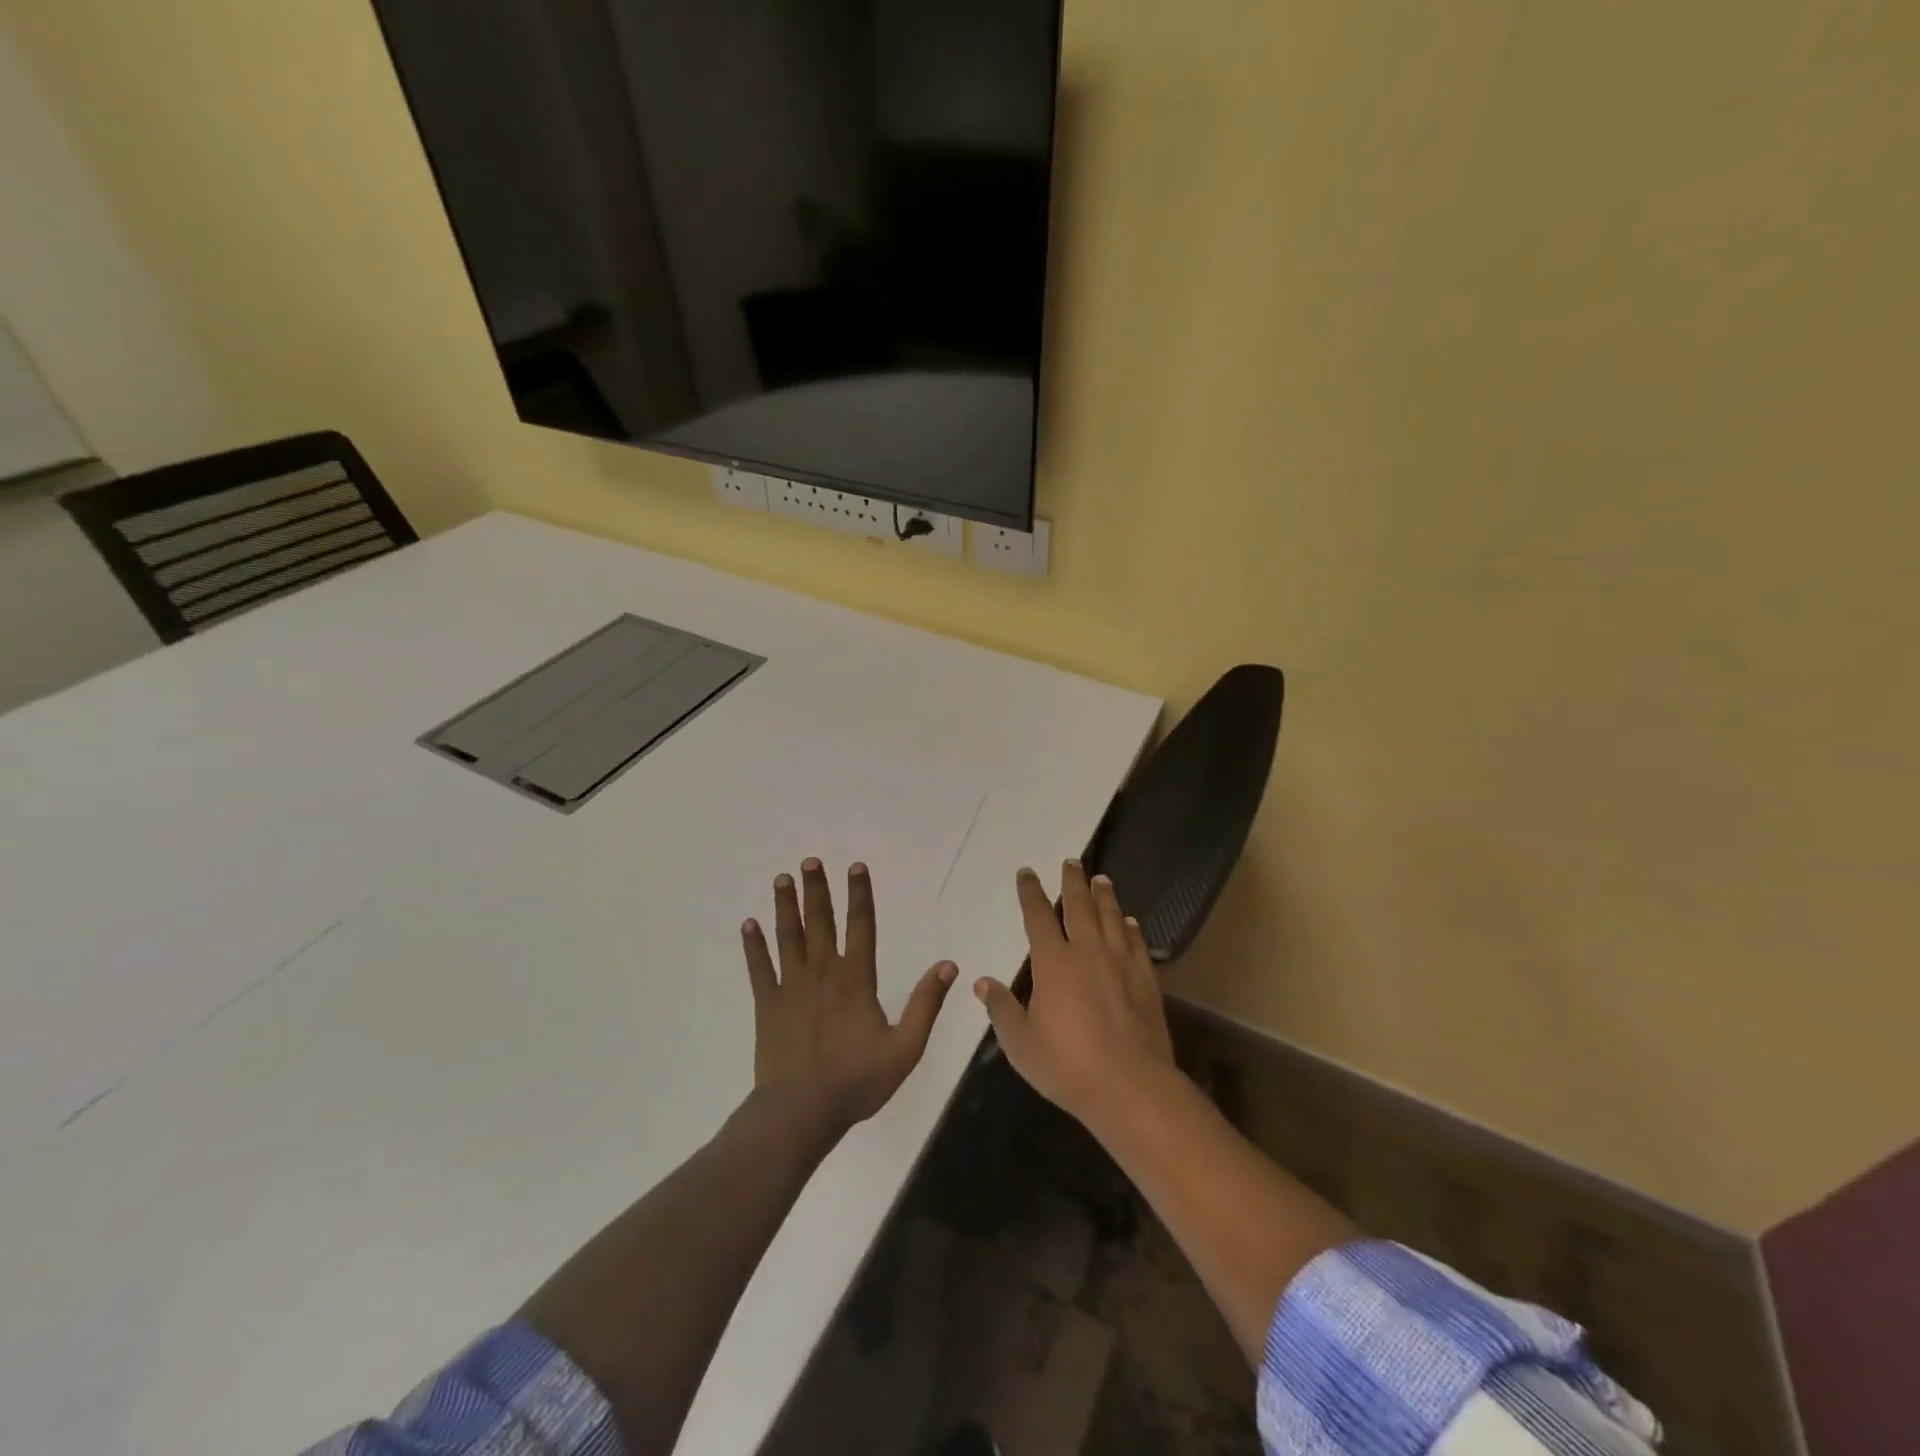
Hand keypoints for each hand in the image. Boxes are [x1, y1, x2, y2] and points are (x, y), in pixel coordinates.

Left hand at [742, 858, 957, 1138]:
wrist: (800, 1112)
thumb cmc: (857, 1081)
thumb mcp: (905, 1048)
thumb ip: (926, 1004)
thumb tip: (948, 964)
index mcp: (856, 980)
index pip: (861, 926)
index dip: (860, 895)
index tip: (855, 866)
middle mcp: (822, 973)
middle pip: (820, 922)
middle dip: (816, 890)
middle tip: (809, 861)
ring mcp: (790, 987)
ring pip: (788, 937)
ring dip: (785, 906)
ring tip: (782, 879)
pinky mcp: (767, 1005)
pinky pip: (758, 969)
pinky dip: (753, 946)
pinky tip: (748, 924)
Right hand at [974, 860, 1175, 1128]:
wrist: (1131, 1086)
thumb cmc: (1068, 1065)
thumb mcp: (1021, 1043)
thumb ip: (1002, 1010)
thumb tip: (982, 983)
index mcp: (1053, 962)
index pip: (1037, 916)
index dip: (1030, 892)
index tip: (1027, 872)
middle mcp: (1087, 951)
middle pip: (1079, 905)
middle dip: (1072, 881)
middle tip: (1072, 861)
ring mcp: (1120, 963)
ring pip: (1111, 917)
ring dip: (1104, 895)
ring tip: (1100, 879)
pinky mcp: (1145, 979)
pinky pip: (1136, 942)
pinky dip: (1130, 927)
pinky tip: (1129, 921)